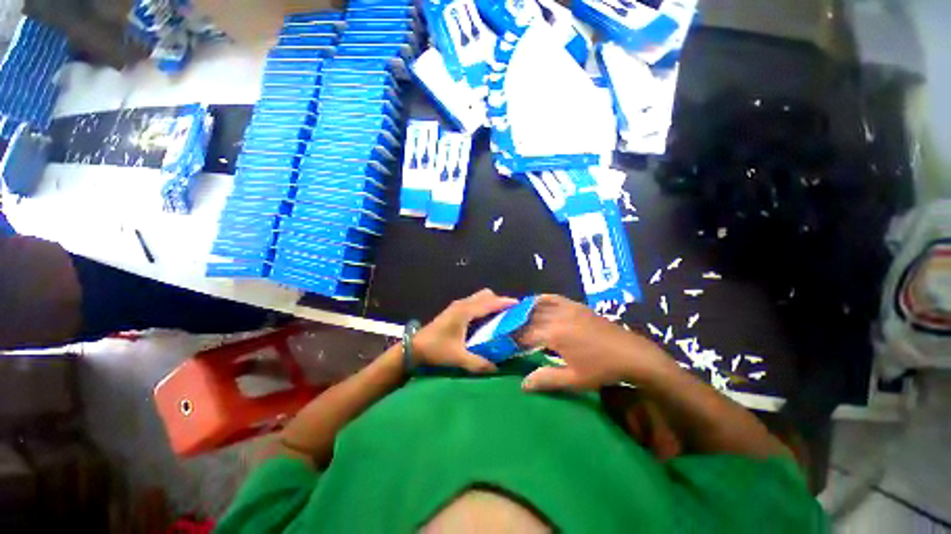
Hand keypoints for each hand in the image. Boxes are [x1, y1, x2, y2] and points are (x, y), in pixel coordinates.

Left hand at [413, 289, 518, 372]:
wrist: (413, 347)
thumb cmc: (436, 349)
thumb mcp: (458, 358)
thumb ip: (479, 363)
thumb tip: (497, 368)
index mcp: (465, 311)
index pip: (490, 302)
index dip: (506, 303)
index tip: (520, 305)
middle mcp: (463, 304)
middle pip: (485, 295)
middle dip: (499, 302)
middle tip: (509, 315)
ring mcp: (457, 306)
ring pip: (479, 298)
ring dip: (491, 304)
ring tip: (500, 319)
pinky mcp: (454, 310)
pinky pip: (474, 304)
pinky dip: (483, 308)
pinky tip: (485, 322)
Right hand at [517, 294, 673, 390]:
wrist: (632, 354)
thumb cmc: (602, 370)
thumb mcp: (574, 379)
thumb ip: (546, 380)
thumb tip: (523, 385)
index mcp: (554, 334)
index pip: (525, 334)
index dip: (513, 339)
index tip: (504, 344)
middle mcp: (557, 316)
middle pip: (529, 317)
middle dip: (516, 324)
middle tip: (507, 331)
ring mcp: (567, 308)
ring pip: (539, 305)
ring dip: (525, 311)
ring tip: (516, 318)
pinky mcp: (576, 305)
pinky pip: (553, 298)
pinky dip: (541, 300)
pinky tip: (536, 304)